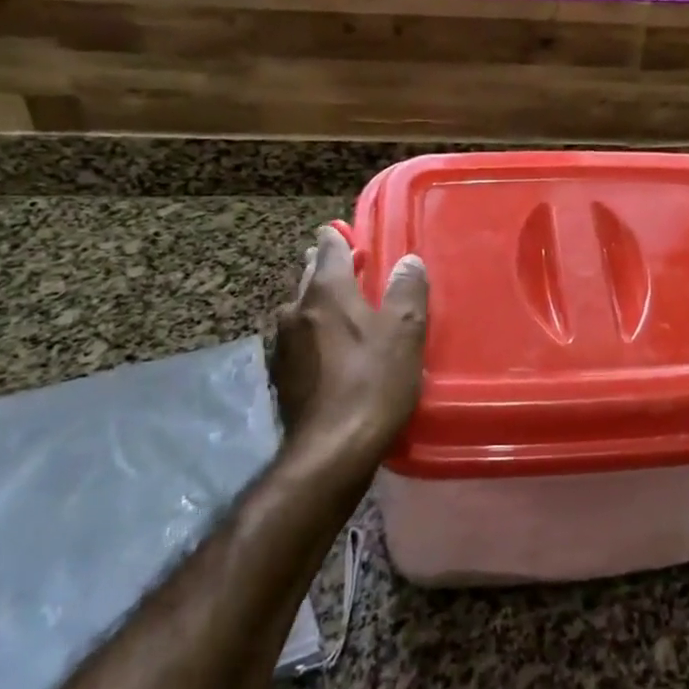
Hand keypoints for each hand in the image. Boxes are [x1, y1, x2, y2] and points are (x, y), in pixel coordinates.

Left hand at [269, 225, 427, 467]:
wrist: (331, 450)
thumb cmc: (373, 382)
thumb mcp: (405, 332)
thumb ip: (407, 290)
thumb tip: (409, 260)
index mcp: (326, 290)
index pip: (327, 246)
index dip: (340, 237)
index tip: (352, 238)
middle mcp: (296, 308)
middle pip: (310, 275)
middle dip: (329, 269)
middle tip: (356, 272)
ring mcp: (282, 343)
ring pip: (301, 309)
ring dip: (320, 305)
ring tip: (345, 314)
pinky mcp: (280, 374)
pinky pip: (298, 339)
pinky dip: (314, 335)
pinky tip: (332, 353)